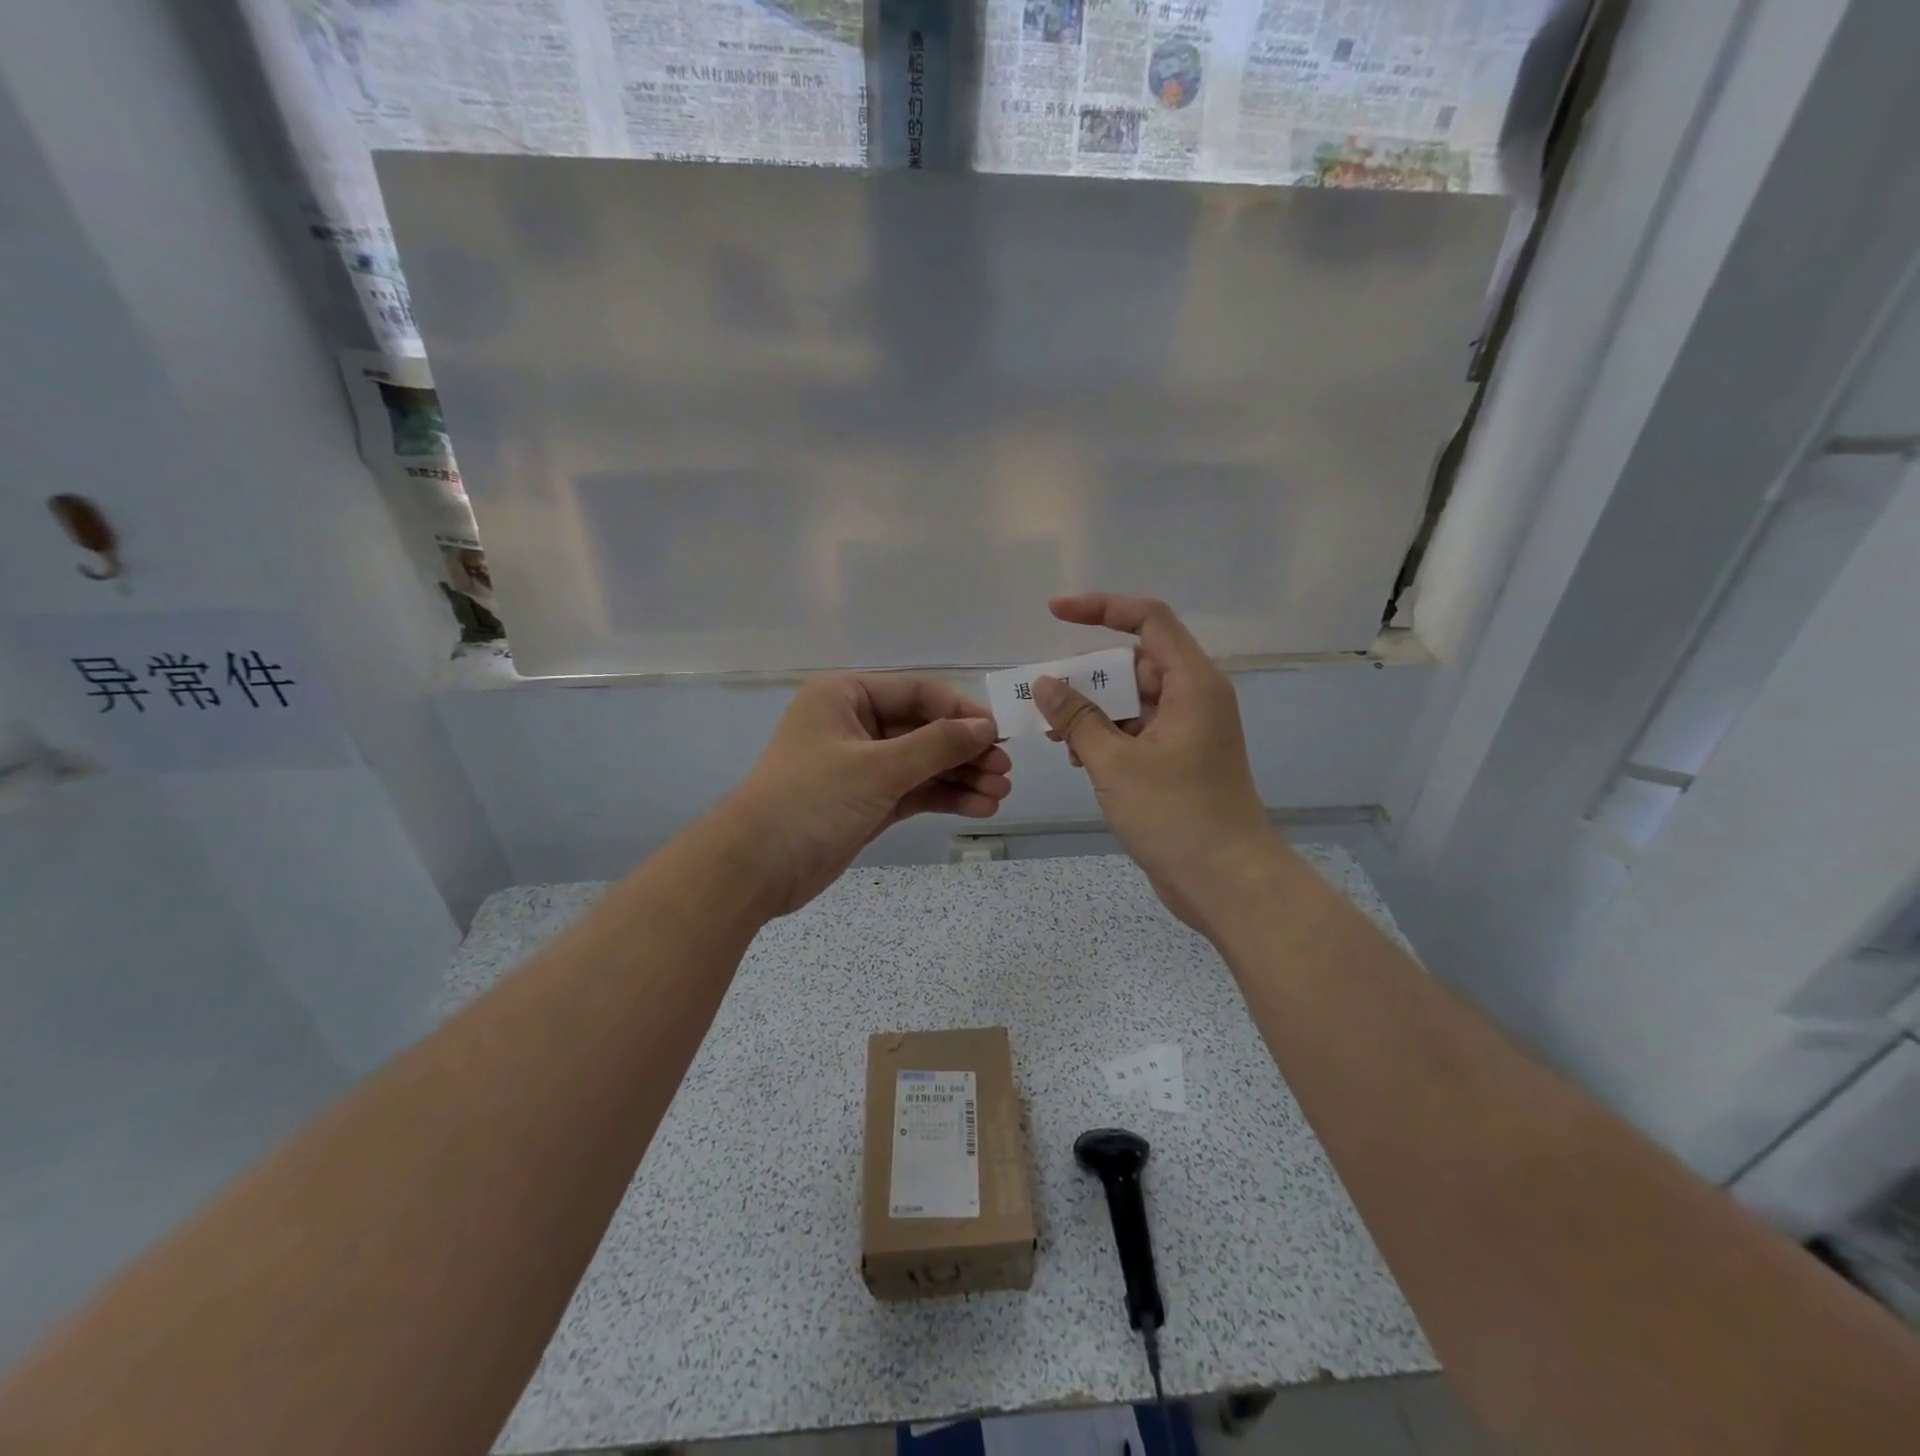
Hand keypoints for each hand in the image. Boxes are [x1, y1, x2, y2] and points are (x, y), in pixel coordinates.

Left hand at [721, 674, 1011, 916]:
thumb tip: (985, 728)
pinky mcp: (867, 802)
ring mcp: (861, 766)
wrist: (756, 868)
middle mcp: (854, 724)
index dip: (960, 712)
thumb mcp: (878, 768)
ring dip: (961, 777)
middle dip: (965, 751)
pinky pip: (914, 791)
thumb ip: (936, 745)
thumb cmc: (811, 800)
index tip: (999, 734)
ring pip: (923, 763)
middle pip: (924, 729)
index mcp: (845, 696)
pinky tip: (979, 808)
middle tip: (1005, 771)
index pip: (917, 693)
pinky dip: (944, 798)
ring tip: (1000, 794)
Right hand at [1033, 593, 1285, 933]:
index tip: (1056, 612)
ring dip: (1093, 711)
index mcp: (1193, 683)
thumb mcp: (1115, 763)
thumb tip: (1045, 684)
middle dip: (1089, 676)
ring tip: (1057, 735)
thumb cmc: (1176, 814)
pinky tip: (1078, 758)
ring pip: (1132, 701)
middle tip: (1046, 696)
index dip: (1102, 607)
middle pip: (1135, 663)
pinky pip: (1136, 731)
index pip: (1148, 620)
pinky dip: (1106, 737)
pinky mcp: (1179, 761)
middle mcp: (1194, 698)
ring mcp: (1188, 731)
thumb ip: (1077, 718)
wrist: (1227, 881)